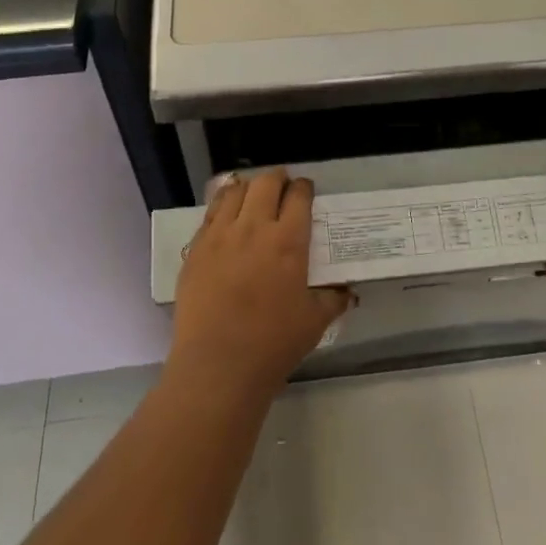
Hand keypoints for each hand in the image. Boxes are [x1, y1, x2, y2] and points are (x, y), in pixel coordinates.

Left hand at [168, 169, 352, 400]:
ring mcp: (221, 235)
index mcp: (288, 241)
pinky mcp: (196, 248)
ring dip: (249, 187)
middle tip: (282, 186)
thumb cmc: (272, 344)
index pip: (299, 196)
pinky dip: (222, 205)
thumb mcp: (314, 322)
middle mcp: (254, 228)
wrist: (217, 366)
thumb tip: (349, 291)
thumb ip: (333, 299)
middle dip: (278, 178)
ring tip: (253, 195)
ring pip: (235, 191)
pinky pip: (210, 213)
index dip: (304, 188)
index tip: (306, 191)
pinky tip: (226, 214)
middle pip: (266, 183)